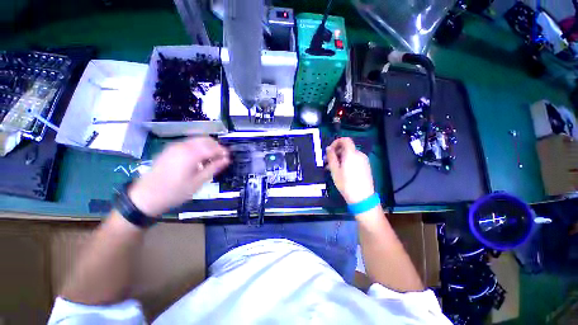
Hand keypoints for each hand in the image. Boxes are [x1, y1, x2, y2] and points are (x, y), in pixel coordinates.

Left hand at [128, 137, 229, 216]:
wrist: (145, 197)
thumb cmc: (175, 192)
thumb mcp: (198, 182)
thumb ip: (213, 168)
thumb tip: (227, 160)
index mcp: (191, 154)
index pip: (213, 147)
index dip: (223, 151)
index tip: (229, 158)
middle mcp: (183, 146)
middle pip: (205, 140)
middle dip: (216, 147)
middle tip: (221, 159)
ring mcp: (175, 146)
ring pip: (197, 140)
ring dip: (208, 146)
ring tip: (211, 159)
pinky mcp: (170, 149)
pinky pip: (189, 143)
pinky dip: (198, 147)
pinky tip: (199, 159)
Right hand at [326, 137, 374, 203]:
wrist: (362, 197)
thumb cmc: (346, 183)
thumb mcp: (334, 170)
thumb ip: (331, 157)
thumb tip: (328, 148)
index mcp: (351, 154)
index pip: (345, 140)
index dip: (336, 142)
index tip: (330, 150)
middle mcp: (359, 154)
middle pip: (346, 148)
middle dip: (336, 152)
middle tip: (328, 162)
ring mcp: (364, 161)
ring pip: (350, 155)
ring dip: (340, 158)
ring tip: (333, 168)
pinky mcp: (366, 167)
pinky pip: (355, 160)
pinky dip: (347, 162)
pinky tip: (342, 171)